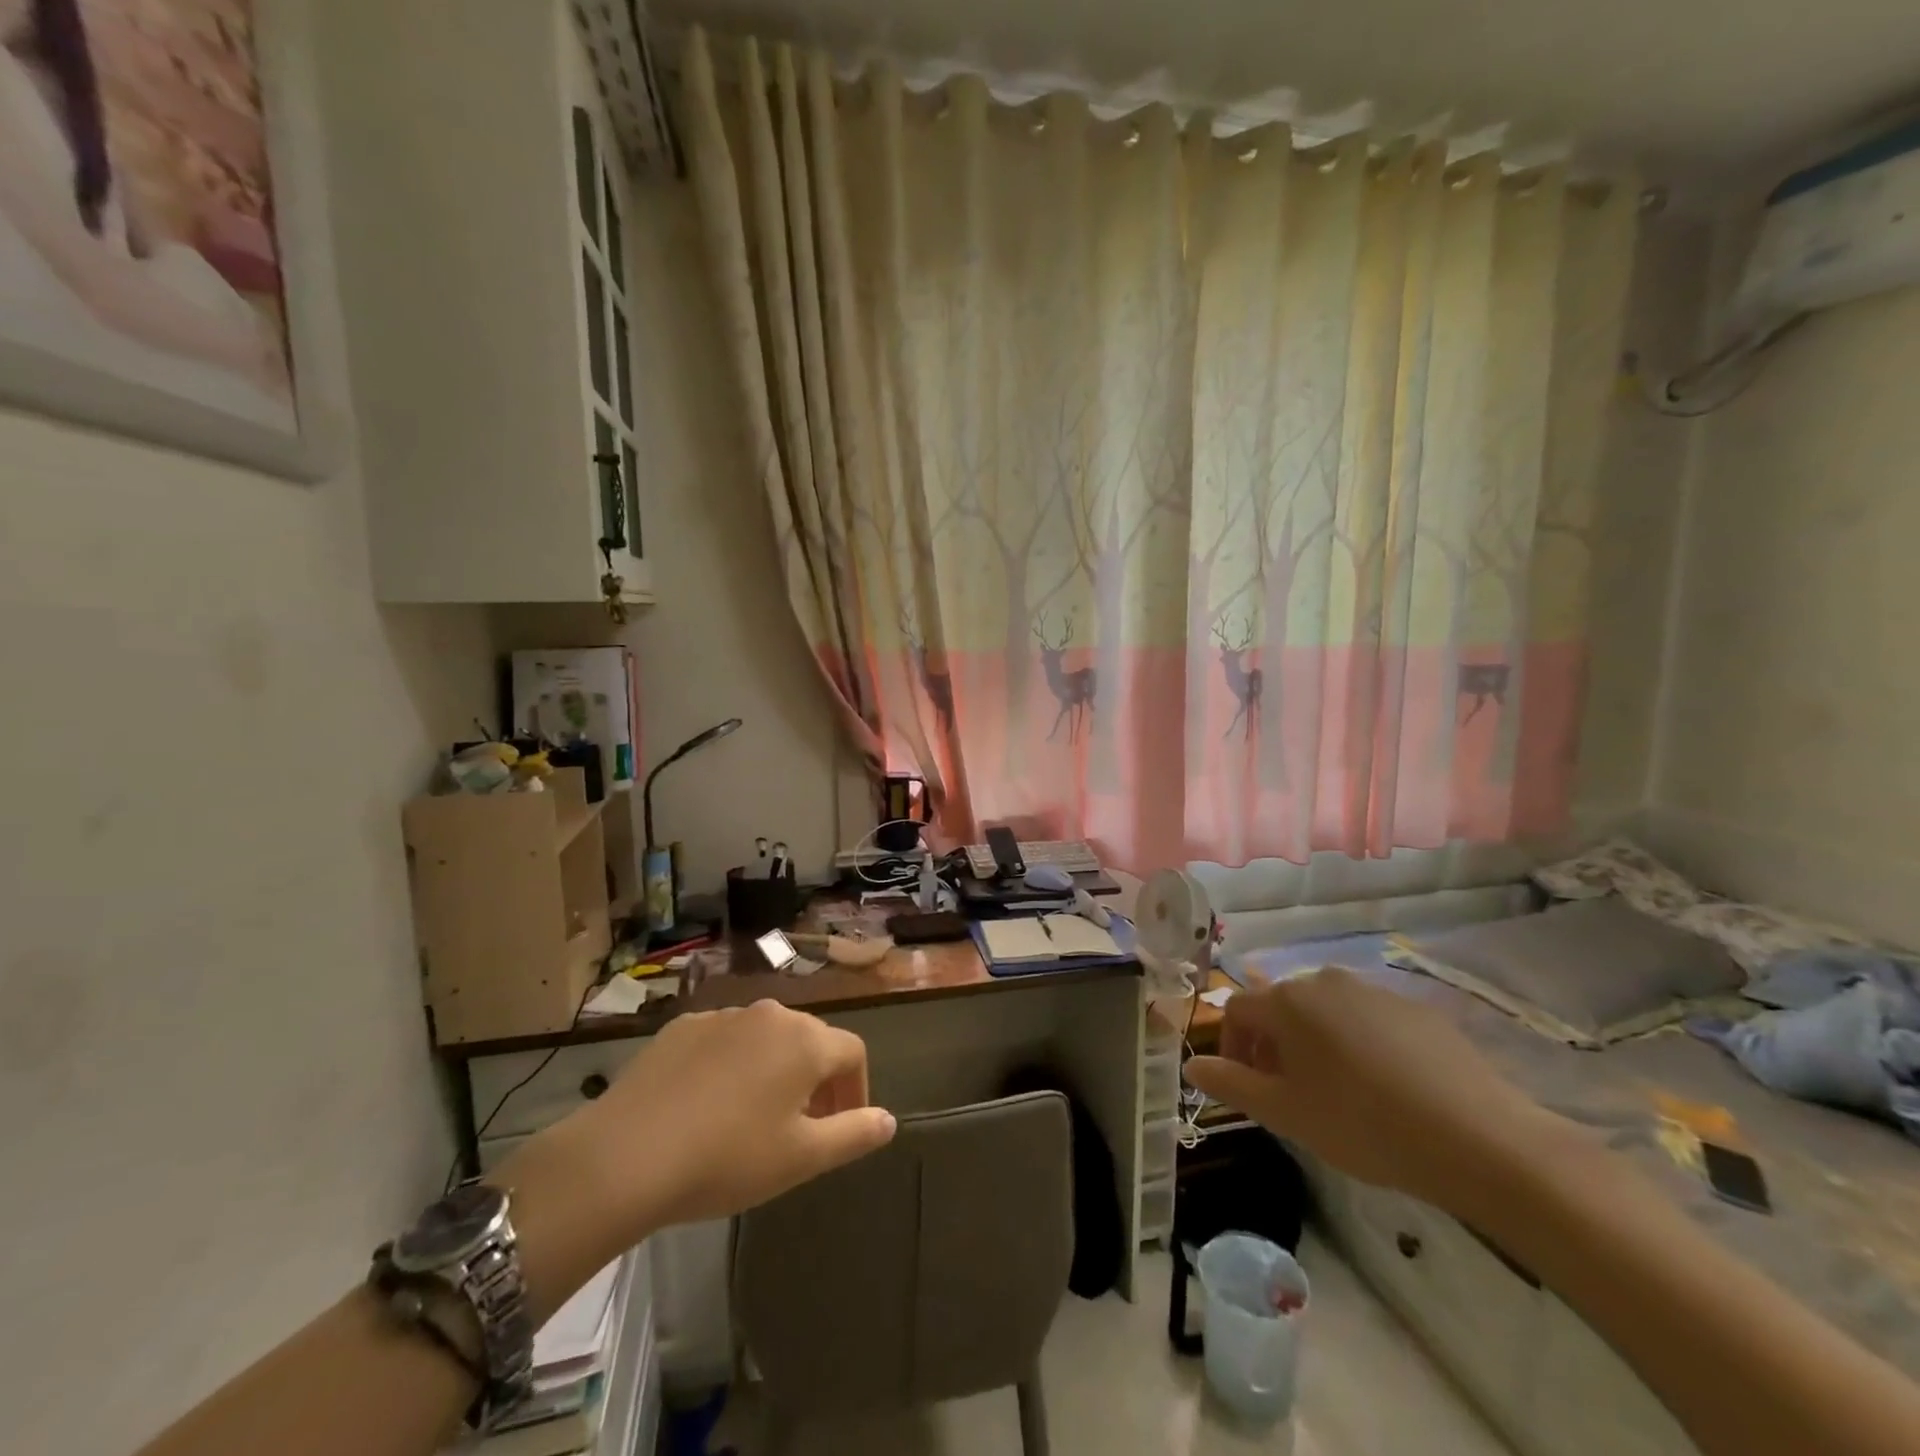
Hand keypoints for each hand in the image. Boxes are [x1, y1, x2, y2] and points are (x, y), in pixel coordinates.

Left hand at [563, 999, 896, 1231]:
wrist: (626, 1155)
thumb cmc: (728, 1158)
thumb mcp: (801, 1158)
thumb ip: (854, 1134)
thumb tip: (888, 1119)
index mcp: (805, 1040)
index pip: (852, 1052)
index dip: (856, 1090)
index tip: (842, 1128)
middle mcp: (770, 1014)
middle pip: (810, 1040)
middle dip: (816, 1080)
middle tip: (802, 1128)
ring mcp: (723, 1016)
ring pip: (766, 1038)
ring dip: (774, 1070)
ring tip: (753, 1119)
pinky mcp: (682, 1027)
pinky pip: (724, 1041)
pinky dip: (731, 1065)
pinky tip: (707, 1106)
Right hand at [1183, 968, 1563, 1214]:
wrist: (1477, 1138)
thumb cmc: (1363, 1124)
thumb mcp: (1286, 1113)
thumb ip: (1232, 1083)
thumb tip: (1192, 1064)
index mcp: (1287, 1001)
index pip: (1238, 1010)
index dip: (1233, 1047)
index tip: (1248, 1087)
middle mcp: (1324, 981)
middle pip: (1282, 1007)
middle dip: (1274, 1045)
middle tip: (1291, 1094)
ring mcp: (1374, 990)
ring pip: (1326, 1011)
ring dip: (1316, 1043)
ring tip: (1338, 1092)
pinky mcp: (1416, 1008)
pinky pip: (1369, 1020)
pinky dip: (1360, 1044)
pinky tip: (1385, 1087)